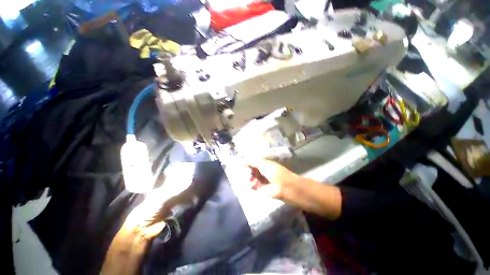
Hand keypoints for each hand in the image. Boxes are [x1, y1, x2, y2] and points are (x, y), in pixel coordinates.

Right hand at [242, 158, 299, 199]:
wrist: (284, 187)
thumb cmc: (274, 172)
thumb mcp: (262, 163)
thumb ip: (250, 162)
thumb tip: (238, 160)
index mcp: (264, 163)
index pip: (253, 161)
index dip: (247, 162)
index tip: (238, 162)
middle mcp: (263, 171)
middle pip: (252, 170)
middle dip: (248, 170)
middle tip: (248, 171)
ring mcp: (262, 180)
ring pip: (251, 177)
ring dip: (250, 178)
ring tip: (251, 179)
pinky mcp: (261, 189)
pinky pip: (253, 185)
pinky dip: (252, 184)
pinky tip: (253, 184)